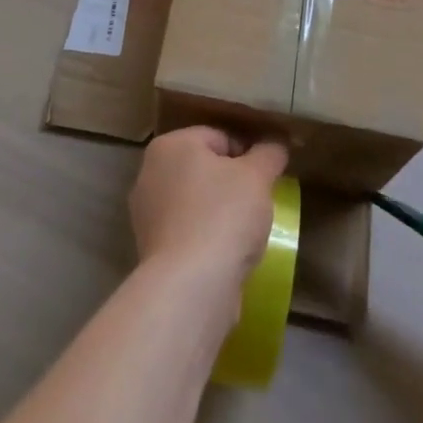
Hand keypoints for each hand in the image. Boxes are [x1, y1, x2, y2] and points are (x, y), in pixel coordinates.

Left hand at [129, 127, 287, 289]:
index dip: (249, 154)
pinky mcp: (151, 249)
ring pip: (195, 201)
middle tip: (259, 201)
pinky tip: (226, 252)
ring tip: (245, 230)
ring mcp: (146, 213)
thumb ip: (268, 154)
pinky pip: (188, 231)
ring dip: (219, 211)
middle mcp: (150, 172)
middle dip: (232, 182)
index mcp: (171, 145)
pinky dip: (206, 237)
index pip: (219, 137)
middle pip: (204, 168)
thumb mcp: (257, 177)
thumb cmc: (223, 215)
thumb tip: (276, 144)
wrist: (191, 285)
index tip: (267, 177)